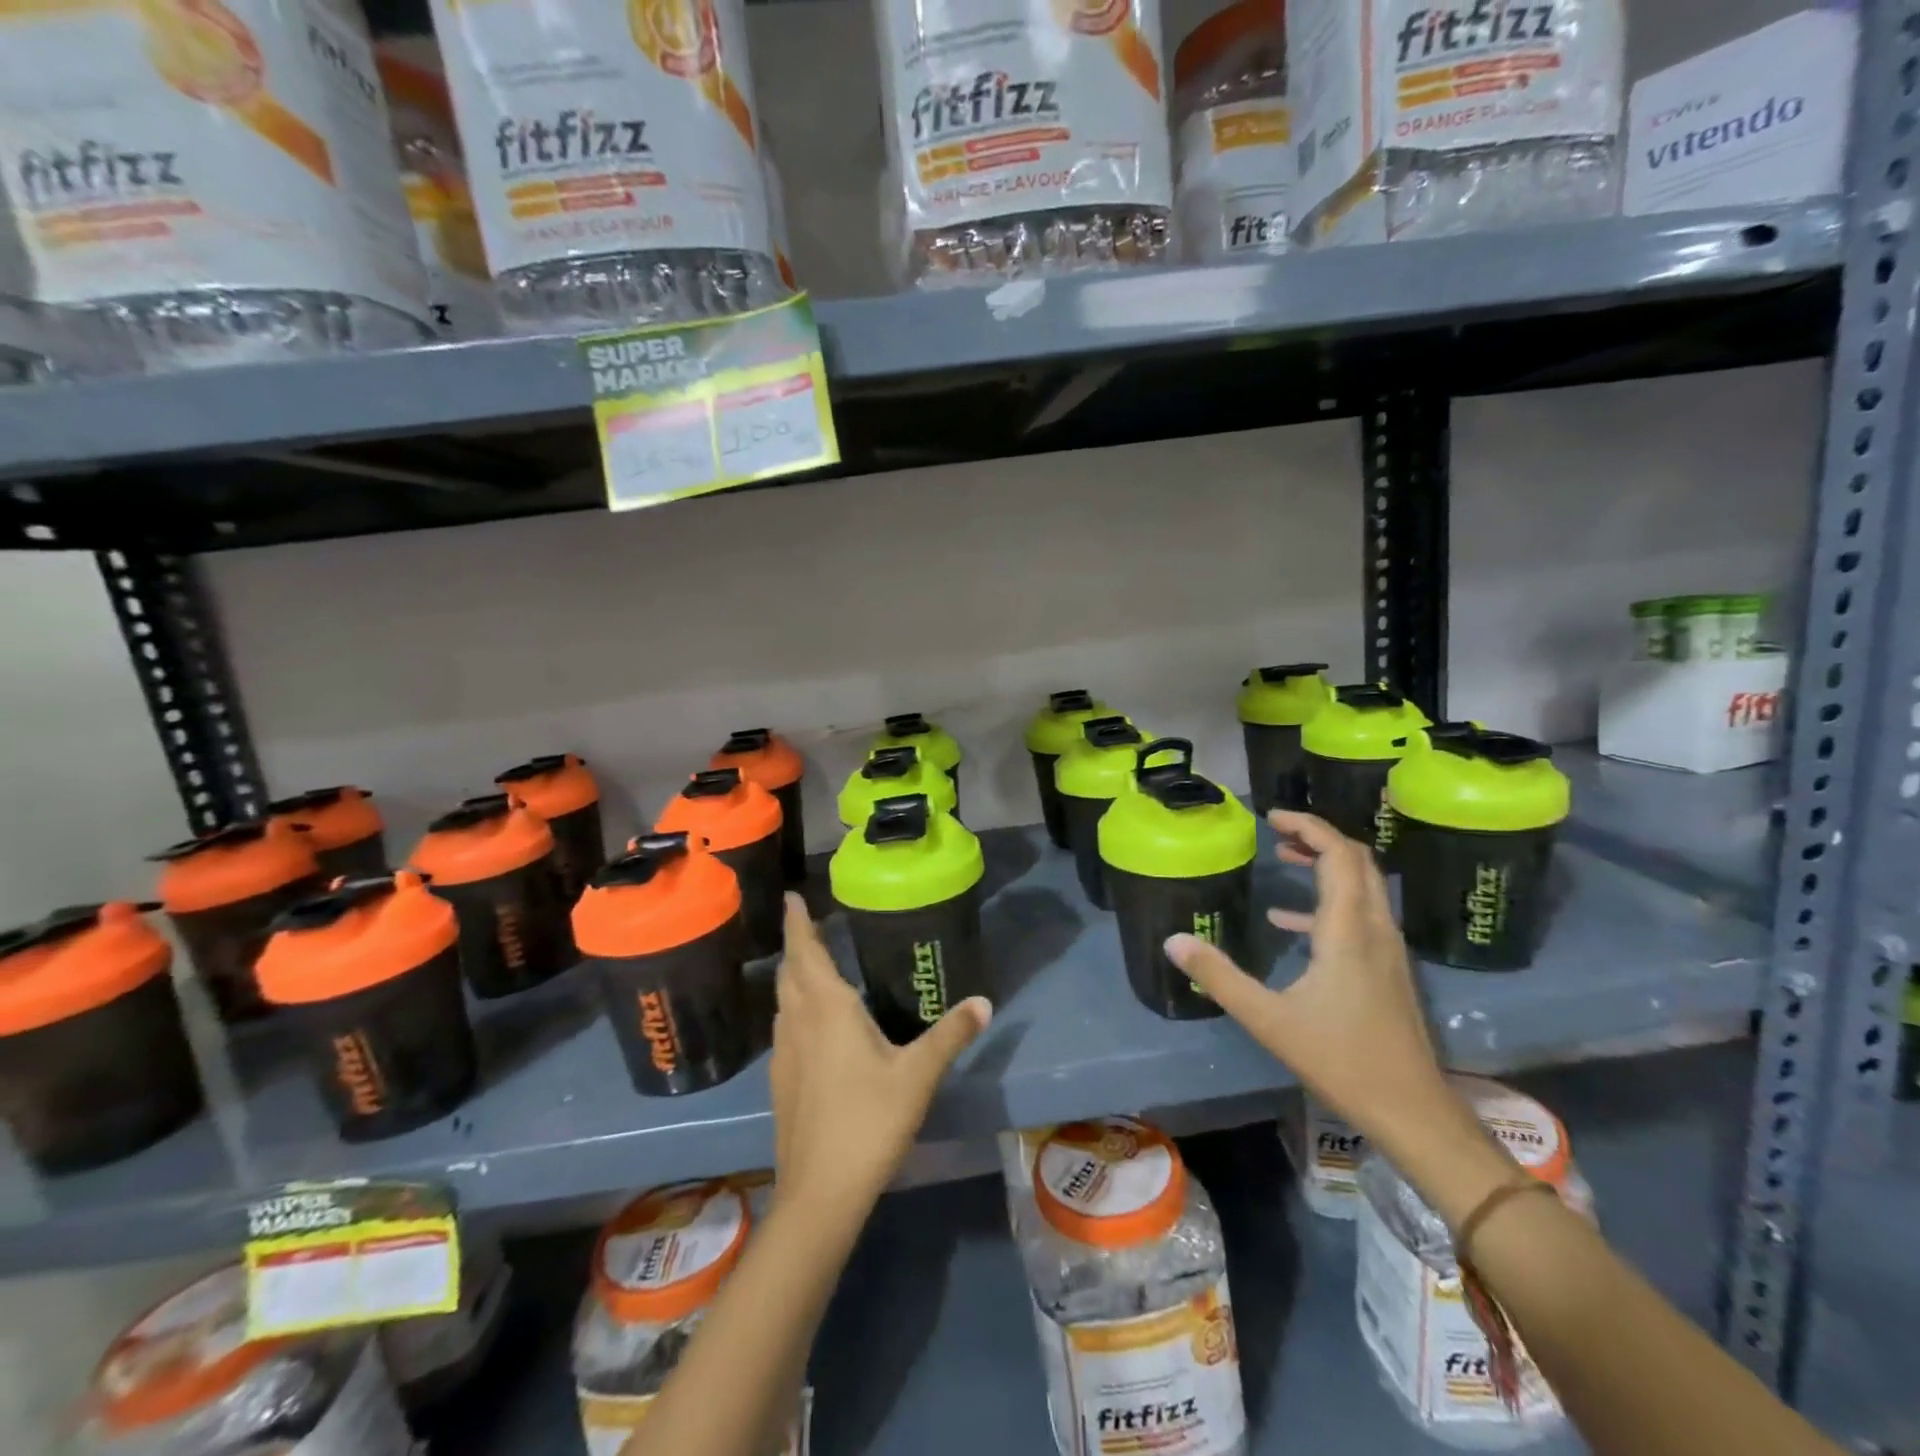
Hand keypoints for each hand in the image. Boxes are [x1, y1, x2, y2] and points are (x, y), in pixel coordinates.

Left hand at [769, 894, 990, 1211]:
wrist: (820, 1192)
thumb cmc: (869, 1121)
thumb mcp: (918, 1075)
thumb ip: (951, 1035)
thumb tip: (984, 1001)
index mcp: (827, 1009)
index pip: (806, 951)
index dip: (798, 921)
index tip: (791, 896)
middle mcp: (799, 1022)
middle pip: (790, 972)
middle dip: (798, 945)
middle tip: (811, 926)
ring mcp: (784, 1053)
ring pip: (783, 1000)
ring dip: (793, 977)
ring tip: (811, 966)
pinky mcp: (780, 1080)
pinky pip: (784, 1027)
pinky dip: (793, 1008)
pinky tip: (812, 1025)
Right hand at [1164, 810, 1458, 1154]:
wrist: (1412, 1111)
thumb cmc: (1341, 1059)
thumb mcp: (1268, 1019)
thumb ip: (1218, 976)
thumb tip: (1173, 940)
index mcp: (1348, 929)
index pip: (1338, 854)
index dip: (1308, 826)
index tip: (1272, 816)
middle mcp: (1374, 928)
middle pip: (1357, 860)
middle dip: (1318, 837)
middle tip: (1276, 830)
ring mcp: (1387, 949)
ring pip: (1363, 885)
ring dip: (1326, 864)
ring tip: (1283, 859)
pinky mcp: (1387, 969)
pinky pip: (1359, 915)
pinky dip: (1327, 903)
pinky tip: (1288, 922)